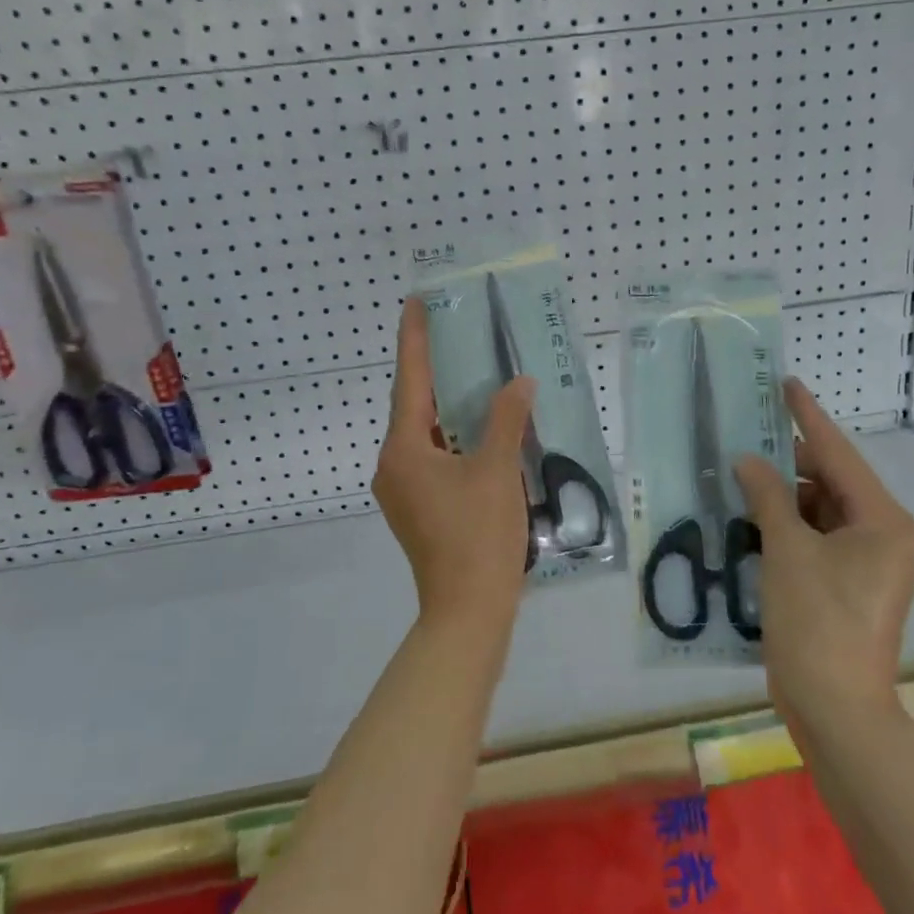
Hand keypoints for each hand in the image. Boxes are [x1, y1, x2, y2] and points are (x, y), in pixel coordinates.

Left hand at [372, 297, 537, 631]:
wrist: (468, 612)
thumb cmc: (479, 536)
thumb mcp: (498, 470)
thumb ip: (506, 419)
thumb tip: (519, 383)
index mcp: (404, 450)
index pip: (409, 381)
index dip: (414, 339)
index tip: (415, 302)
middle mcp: (393, 465)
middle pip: (414, 406)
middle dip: (434, 370)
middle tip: (457, 332)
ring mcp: (403, 490)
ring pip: (425, 433)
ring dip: (448, 406)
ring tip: (474, 373)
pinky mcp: (419, 508)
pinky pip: (433, 456)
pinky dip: (454, 436)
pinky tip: (481, 428)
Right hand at [734, 378, 913, 737]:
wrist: (835, 709)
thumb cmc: (817, 622)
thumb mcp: (786, 550)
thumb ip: (767, 496)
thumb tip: (748, 460)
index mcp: (884, 521)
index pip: (838, 454)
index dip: (808, 417)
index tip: (786, 383)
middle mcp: (886, 535)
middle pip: (832, 482)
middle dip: (789, 461)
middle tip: (747, 436)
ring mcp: (870, 563)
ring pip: (822, 511)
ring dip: (784, 497)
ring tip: (741, 476)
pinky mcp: (851, 584)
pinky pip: (818, 538)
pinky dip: (788, 526)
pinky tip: (752, 516)